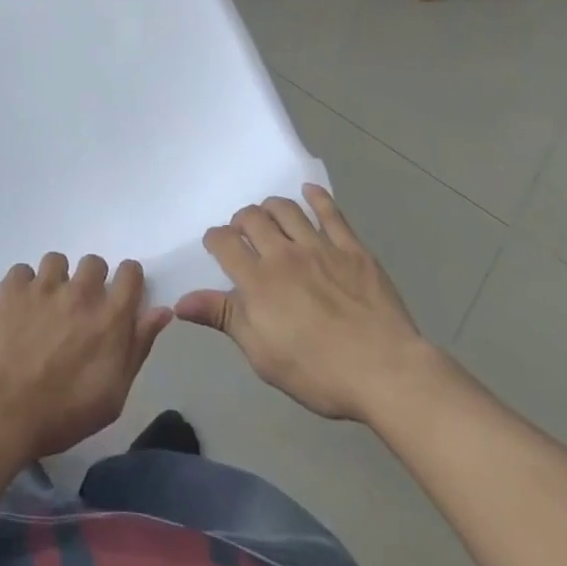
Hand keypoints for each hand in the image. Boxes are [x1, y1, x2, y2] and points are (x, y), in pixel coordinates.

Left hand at [0, 254, 172, 462]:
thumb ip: (139, 346)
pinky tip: (19, 310)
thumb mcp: (114, 393)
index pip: (131, 272)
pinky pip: (23, 271)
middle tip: (79, 309)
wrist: (3, 409)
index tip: (120, 297)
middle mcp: (81, 291)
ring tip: (46, 307)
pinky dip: (23, 286)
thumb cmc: (65, 412)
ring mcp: (44, 285)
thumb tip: (161, 311)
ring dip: (56, 280)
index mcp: (111, 316)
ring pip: (57, 261)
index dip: (128, 281)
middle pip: (94, 262)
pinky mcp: (12, 287)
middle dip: (91, 280)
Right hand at [175, 185, 435, 426]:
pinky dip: (317, 197)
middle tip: (244, 233)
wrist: (386, 372)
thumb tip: (180, 301)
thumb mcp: (262, 355)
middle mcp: (283, 254)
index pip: (224, 243)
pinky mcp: (351, 248)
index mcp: (258, 281)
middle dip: (241, 221)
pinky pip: (330, 212)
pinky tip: (310, 193)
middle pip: (252, 218)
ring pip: (286, 209)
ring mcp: (319, 247)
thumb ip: (223, 319)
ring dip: (271, 207)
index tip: (216, 246)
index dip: (215, 239)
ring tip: (270, 216)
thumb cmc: (318, 372)